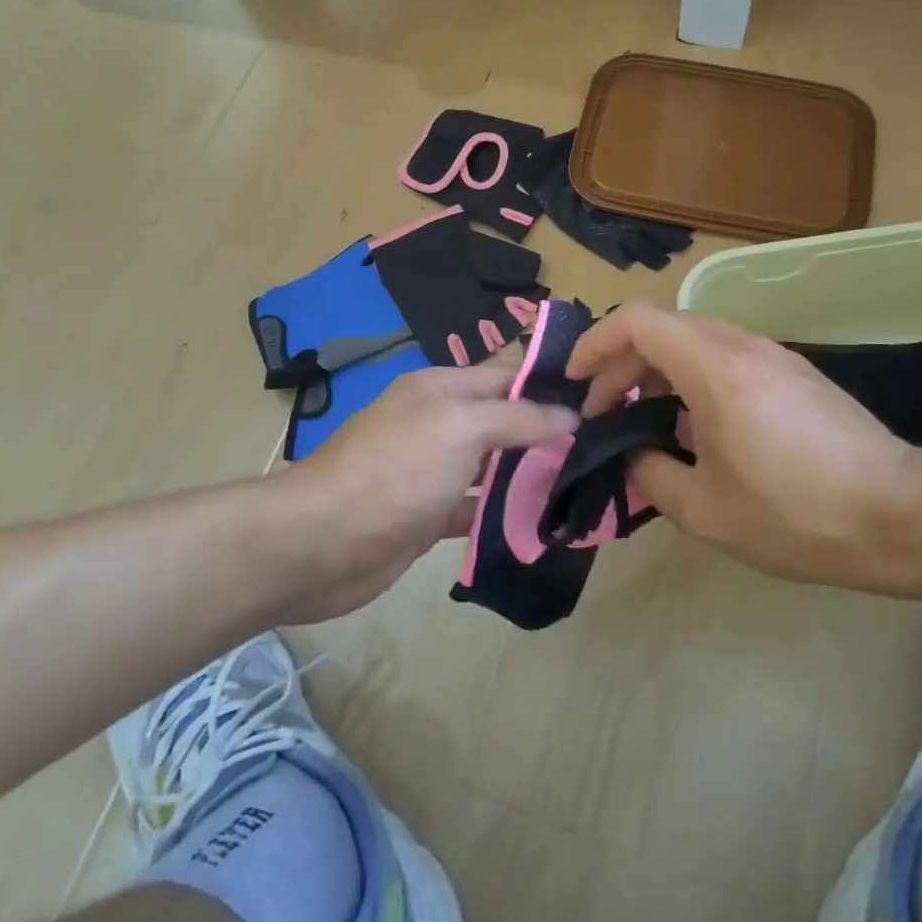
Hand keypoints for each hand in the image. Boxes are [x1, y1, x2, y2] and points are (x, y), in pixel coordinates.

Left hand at [270, 359, 578, 621]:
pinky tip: (540, 525)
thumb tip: (569, 416)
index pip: (506, 377)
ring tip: (583, 486)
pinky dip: (501, 515)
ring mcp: (430, 472)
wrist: (321, 544)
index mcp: (440, 389)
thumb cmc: (396, 471)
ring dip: (528, 476)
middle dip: (544, 434)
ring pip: (491, 468)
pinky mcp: (426, 516)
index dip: (548, 387)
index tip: (599, 403)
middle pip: (501, 422)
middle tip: (601, 449)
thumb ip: (518, 417)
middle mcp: (436, 424)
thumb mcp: (461, 428)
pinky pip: (474, 509)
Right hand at [567, 305, 921, 596]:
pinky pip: (726, 358)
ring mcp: (773, 356)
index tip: (576, 380)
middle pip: (663, 328)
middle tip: (604, 414)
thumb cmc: (796, 513)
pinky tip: (696, 428)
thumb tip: (635, 455)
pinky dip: (692, 379)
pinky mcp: (794, 373)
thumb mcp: (704, 511)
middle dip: (621, 364)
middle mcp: (742, 346)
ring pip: (695, 341)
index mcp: (713, 368)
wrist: (901, 515)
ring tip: (643, 421)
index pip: (636, 321)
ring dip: (657, 371)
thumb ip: (651, 474)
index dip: (595, 342)